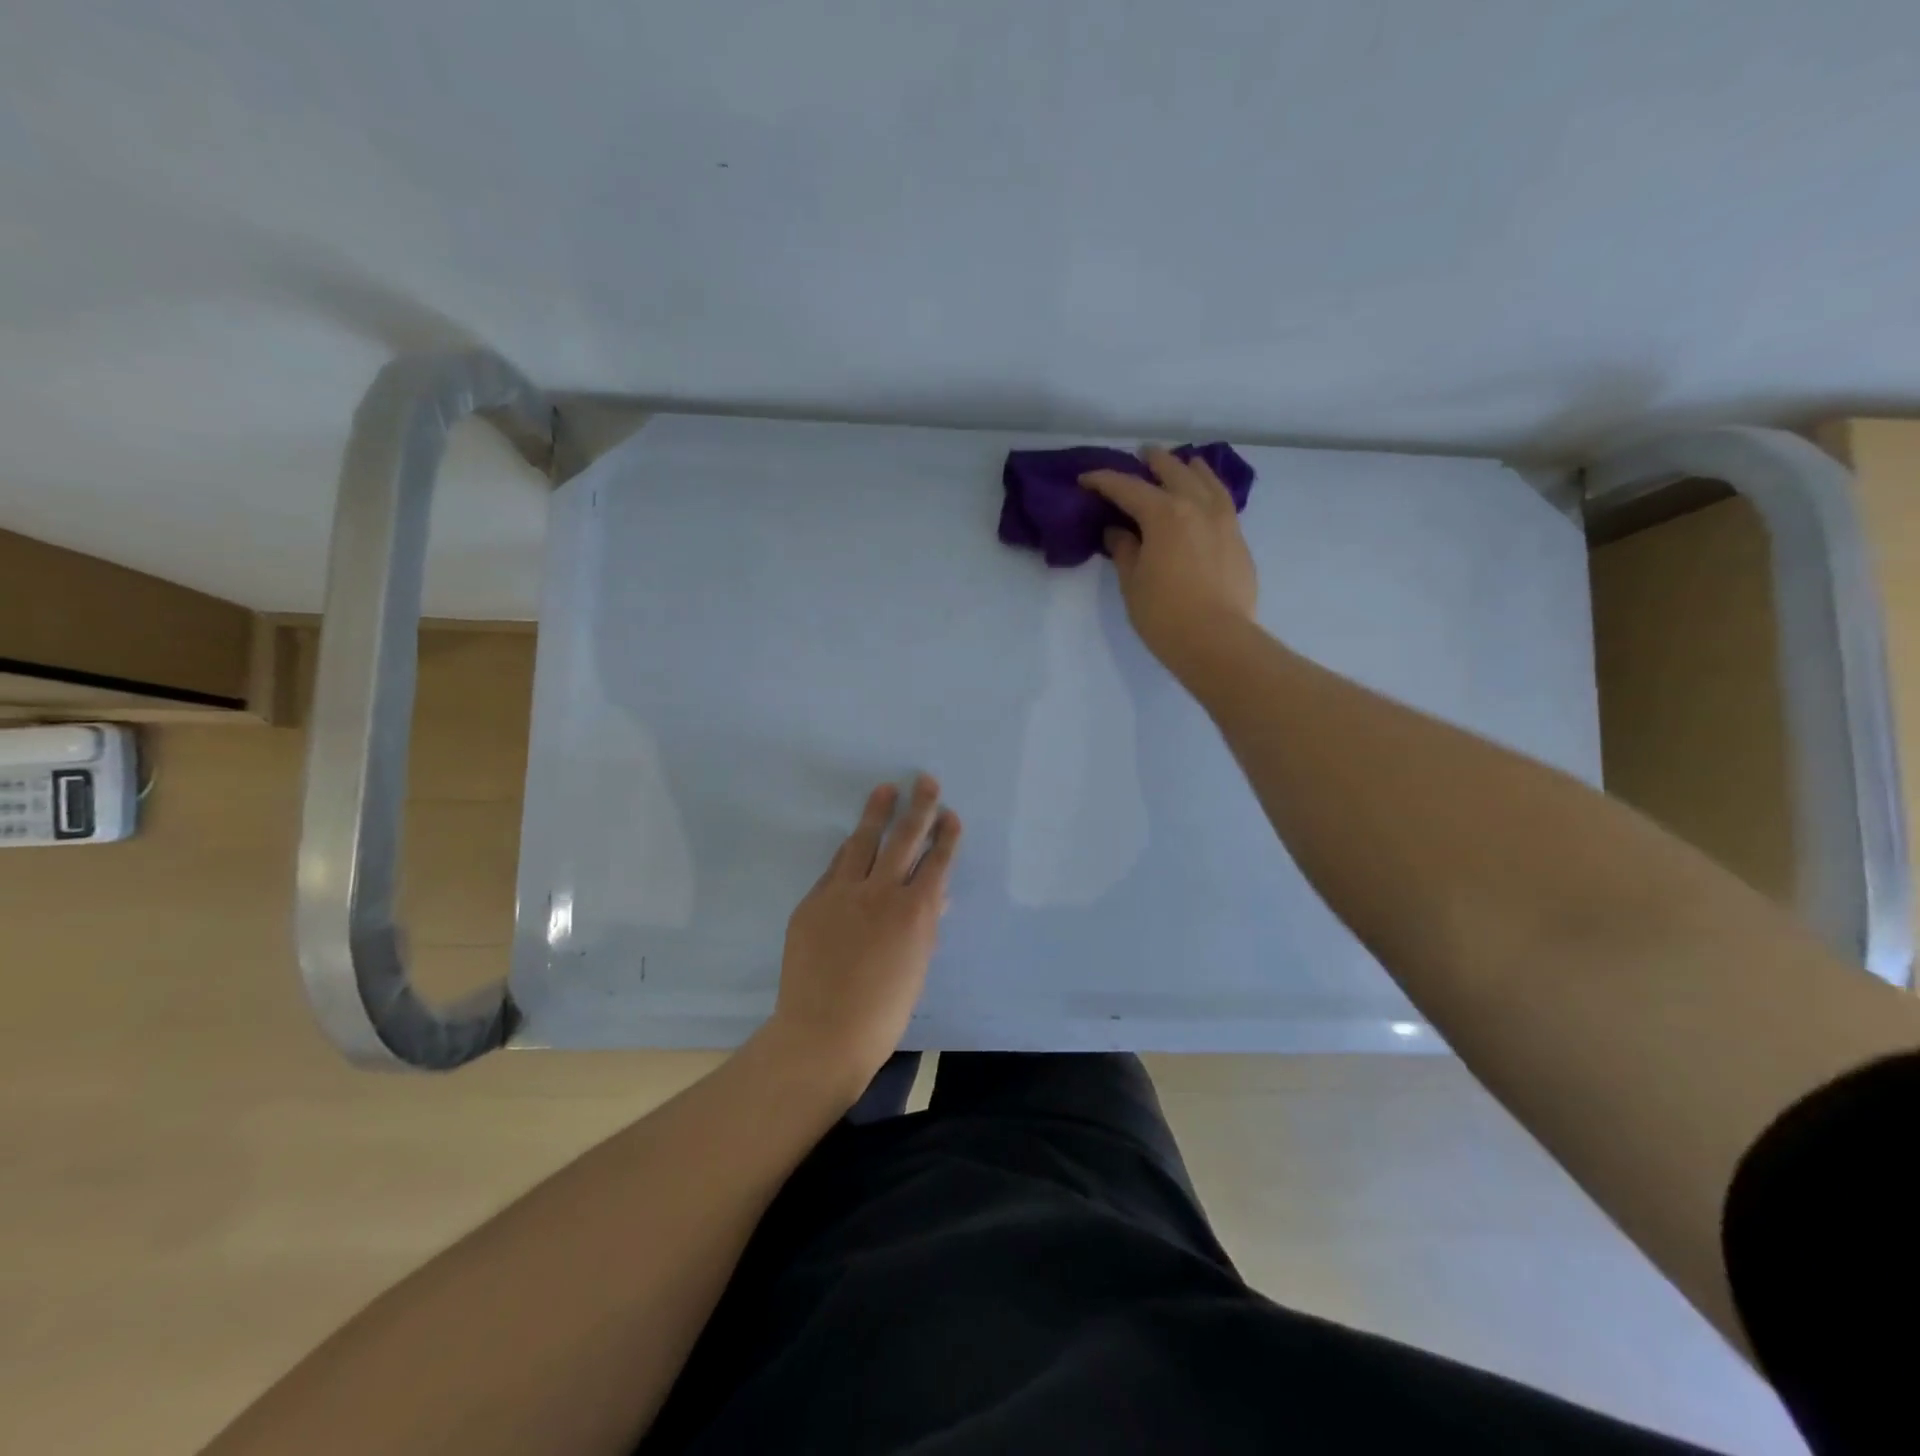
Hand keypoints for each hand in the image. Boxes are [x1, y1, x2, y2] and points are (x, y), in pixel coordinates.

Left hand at [768, 776, 961, 1095]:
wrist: (823, 1032)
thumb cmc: (883, 1010)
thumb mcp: (916, 965)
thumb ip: (926, 924)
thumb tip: (935, 895)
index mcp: (914, 912)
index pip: (936, 862)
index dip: (945, 836)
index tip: (951, 814)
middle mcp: (881, 892)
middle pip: (903, 839)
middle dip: (918, 807)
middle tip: (925, 780)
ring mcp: (842, 893)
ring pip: (862, 842)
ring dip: (876, 814)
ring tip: (885, 790)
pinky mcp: (813, 902)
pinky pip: (835, 868)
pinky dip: (849, 851)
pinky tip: (854, 838)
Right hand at [1079, 447, 1258, 671]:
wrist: (1217, 640)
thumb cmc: (1164, 614)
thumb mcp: (1132, 583)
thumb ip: (1124, 550)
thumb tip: (1118, 531)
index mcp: (1163, 514)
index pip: (1128, 488)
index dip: (1104, 481)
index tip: (1086, 479)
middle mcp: (1196, 506)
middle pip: (1173, 472)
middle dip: (1153, 462)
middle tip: (1140, 455)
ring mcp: (1223, 520)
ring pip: (1207, 480)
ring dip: (1190, 468)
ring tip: (1183, 463)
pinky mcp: (1238, 539)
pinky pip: (1223, 500)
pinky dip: (1211, 489)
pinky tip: (1207, 496)